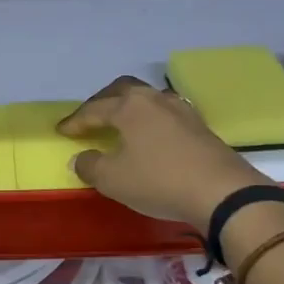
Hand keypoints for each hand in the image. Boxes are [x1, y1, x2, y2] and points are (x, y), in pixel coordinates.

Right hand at [57, 77, 269, 230]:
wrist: (221, 192)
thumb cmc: (158, 181)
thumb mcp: (113, 179)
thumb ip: (90, 165)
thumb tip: (81, 158)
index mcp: (130, 106)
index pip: (94, 109)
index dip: (76, 121)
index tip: (61, 131)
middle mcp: (155, 99)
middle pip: (122, 91)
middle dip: (102, 102)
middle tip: (89, 118)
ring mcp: (182, 111)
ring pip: (147, 100)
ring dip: (128, 109)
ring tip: (119, 125)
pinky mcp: (200, 127)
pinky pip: (165, 115)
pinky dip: (149, 122)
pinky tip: (149, 138)